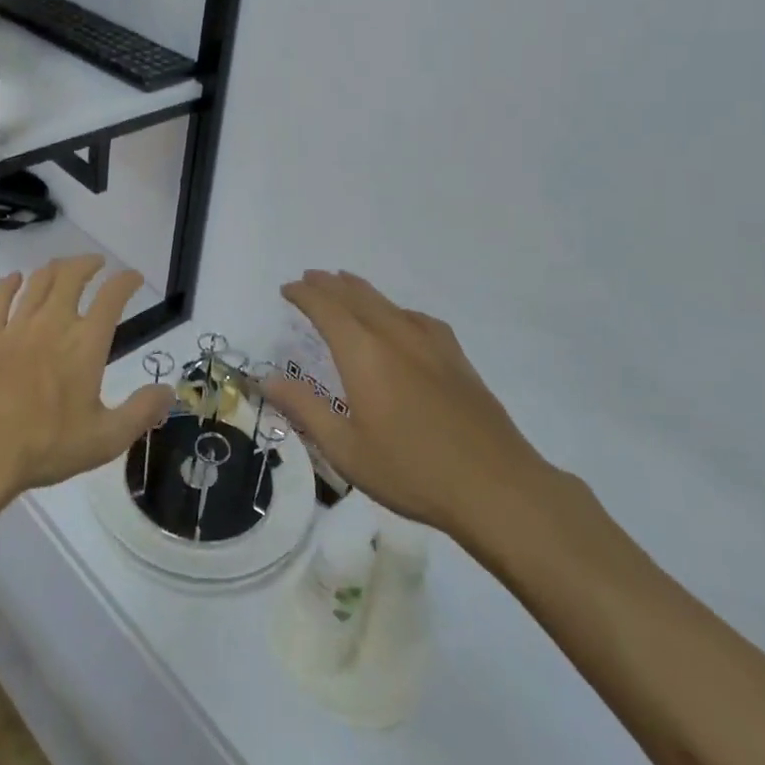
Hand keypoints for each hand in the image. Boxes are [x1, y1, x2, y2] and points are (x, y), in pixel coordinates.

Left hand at [0, 256, 171, 509]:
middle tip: (97, 263)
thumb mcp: (106, 438)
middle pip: (71, 277)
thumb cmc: (46, 446)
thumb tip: (169, 390)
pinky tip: (15, 279)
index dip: (125, 281)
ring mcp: (16, 327)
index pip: (111, 297)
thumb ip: (141, 412)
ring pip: (37, 282)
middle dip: (88, 264)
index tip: (133, 276)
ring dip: (54, 268)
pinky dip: (9, 283)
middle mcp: (53, 324)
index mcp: (85, 344)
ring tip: (63, 267)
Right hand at [262, 270, 557, 541]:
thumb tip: (267, 379)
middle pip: (357, 297)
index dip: (304, 295)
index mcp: (364, 354)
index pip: (326, 309)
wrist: (496, 487)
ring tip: (346, 283)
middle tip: (310, 278)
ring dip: (361, 290)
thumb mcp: (346, 449)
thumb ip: (304, 409)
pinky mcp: (457, 359)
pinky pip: (419, 319)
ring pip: (388, 303)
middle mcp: (395, 337)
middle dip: (330, 284)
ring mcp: (431, 345)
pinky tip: (401, 320)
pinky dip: (397, 310)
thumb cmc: (411, 471)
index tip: (287, 288)